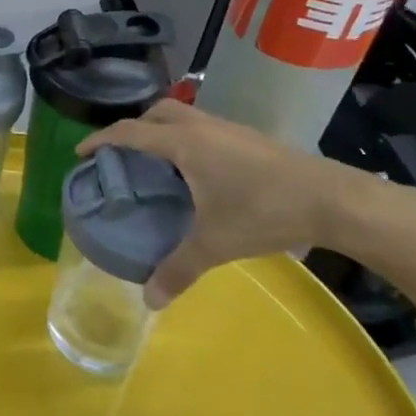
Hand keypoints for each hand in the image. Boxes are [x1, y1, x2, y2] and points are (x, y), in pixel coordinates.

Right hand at [78, 100, 377, 309]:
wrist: (334, 199)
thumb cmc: (265, 211)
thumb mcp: (216, 243)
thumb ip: (178, 269)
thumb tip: (148, 301)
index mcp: (184, 143)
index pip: (130, 132)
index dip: (101, 140)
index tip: (82, 152)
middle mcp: (202, 127)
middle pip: (156, 113)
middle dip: (134, 129)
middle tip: (124, 157)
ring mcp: (229, 128)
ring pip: (183, 117)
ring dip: (163, 132)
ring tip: (158, 166)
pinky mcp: (249, 137)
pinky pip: (204, 128)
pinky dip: (188, 141)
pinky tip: (198, 174)